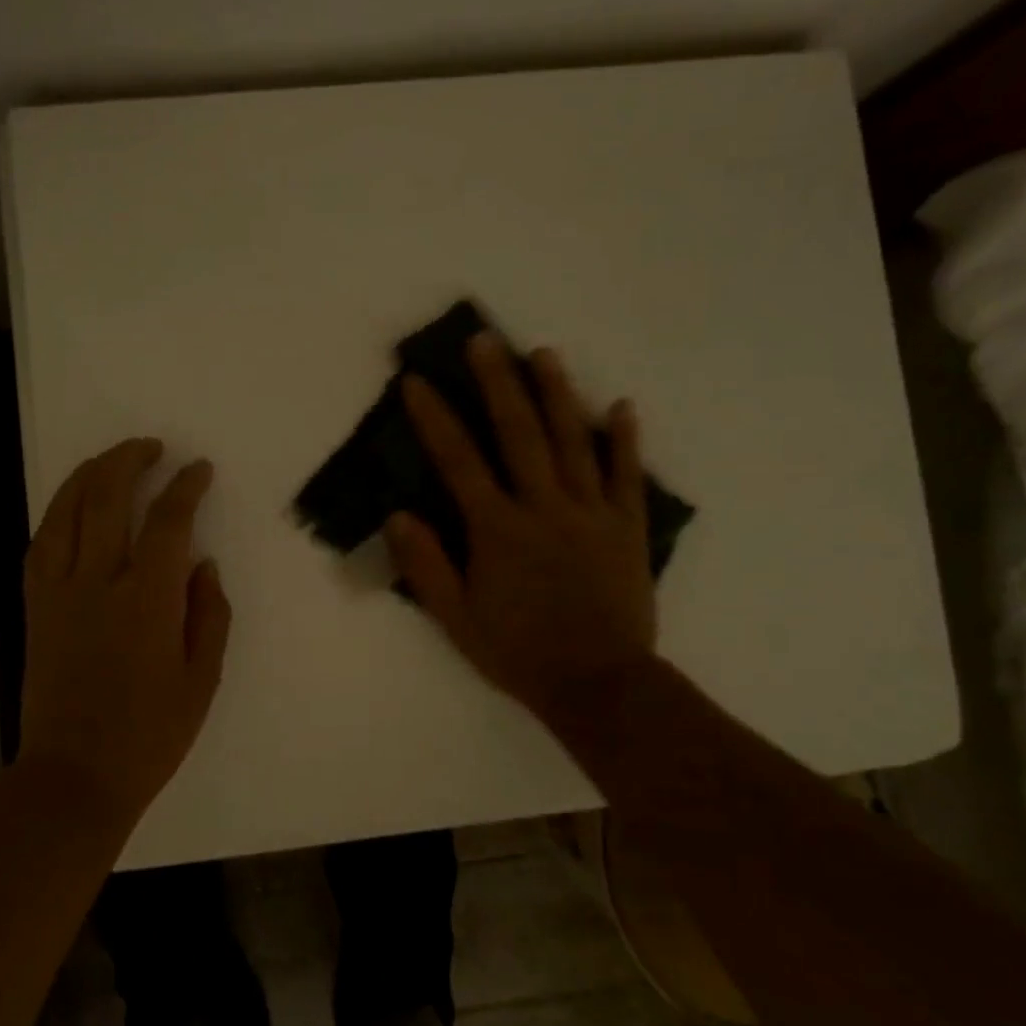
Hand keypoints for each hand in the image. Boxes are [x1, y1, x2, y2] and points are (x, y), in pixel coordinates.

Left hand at [20, 438, 232, 818]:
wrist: (75, 776)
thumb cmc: (150, 734)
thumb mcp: (202, 678)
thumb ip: (209, 613)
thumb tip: (202, 565)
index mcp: (148, 600)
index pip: (169, 521)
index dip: (186, 487)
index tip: (199, 469)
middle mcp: (98, 582)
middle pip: (108, 497)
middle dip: (131, 460)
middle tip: (153, 447)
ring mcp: (59, 592)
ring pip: (66, 511)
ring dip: (90, 475)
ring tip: (111, 460)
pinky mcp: (35, 607)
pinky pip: (41, 544)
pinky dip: (57, 513)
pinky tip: (71, 506)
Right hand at [384, 334, 657, 728]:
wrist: (599, 685)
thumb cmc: (519, 653)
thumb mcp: (456, 619)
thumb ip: (426, 566)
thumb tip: (399, 515)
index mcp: (498, 530)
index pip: (459, 462)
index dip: (435, 419)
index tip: (417, 382)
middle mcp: (543, 508)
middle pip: (519, 434)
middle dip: (498, 384)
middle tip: (485, 340)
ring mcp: (591, 513)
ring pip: (572, 442)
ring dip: (557, 394)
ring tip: (544, 353)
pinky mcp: (626, 528)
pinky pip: (626, 476)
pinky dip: (624, 439)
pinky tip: (621, 405)